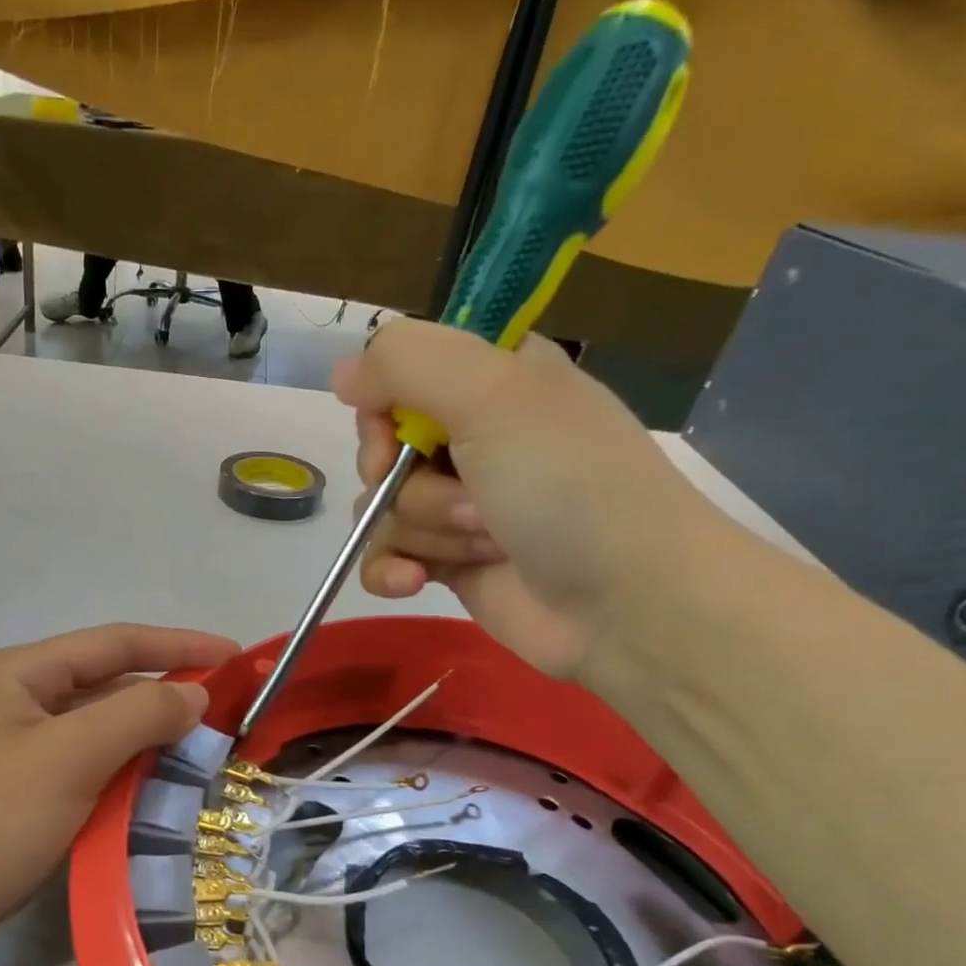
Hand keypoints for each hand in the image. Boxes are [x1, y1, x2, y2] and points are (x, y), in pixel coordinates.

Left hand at [0, 624, 238, 965]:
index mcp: (21, 674)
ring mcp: (15, 755)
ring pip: (99, 735)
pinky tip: (155, 799)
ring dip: (147, 743)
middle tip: (227, 719)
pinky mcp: (19, 801)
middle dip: (166, 698)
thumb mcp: (70, 757)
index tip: (237, 657)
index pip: (116, 643)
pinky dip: (122, 780)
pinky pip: (85, 776)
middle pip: (107, 687)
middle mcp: (17, 704)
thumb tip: (193, 692)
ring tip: (202, 759)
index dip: (180, 645)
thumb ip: (139, 714)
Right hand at [333, 320, 730, 679]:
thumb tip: (342, 375)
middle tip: (468, 497)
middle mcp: (473, 436)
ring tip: (486, 543)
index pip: (400, 374)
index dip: (385, 407)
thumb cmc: (568, 485)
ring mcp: (458, 504)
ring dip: (427, 530)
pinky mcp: (448, 560)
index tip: (398, 434)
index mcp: (493, 378)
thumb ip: (408, 364)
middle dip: (410, 482)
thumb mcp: (494, 396)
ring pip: (383, 508)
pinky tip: (413, 583)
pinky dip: (392, 571)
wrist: (624, 602)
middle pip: (384, 448)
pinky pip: (384, 557)